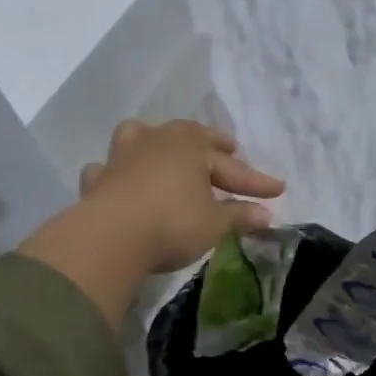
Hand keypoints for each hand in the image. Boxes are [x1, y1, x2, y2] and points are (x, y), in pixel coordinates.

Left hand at [75, 119, 284, 273]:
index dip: (256, 181)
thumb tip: (266, 215)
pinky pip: (110, 169)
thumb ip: (240, 216)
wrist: (109, 238)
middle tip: (230, 148)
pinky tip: (122, 182)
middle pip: (191, 139)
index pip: (233, 165)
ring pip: (141, 137)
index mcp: (191, 144)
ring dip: (156, 142)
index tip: (278, 190)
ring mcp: (122, 156)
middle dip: (213, 145)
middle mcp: (157, 139)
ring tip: (166, 150)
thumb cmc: (173, 222)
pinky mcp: (97, 179)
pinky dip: (117, 173)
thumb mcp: (215, 224)